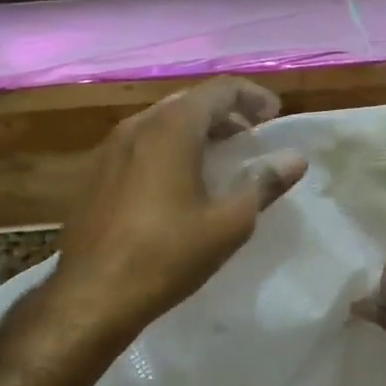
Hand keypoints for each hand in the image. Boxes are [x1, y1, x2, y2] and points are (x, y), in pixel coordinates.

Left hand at [52, 78, 306, 335]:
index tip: (274, 117)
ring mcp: (110, 149)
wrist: (91, 295)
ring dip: (196, 133)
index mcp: (171, 128)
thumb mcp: (228, 223)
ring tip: (219, 161)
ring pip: (162, 124)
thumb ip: (263, 183)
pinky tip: (179, 184)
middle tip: (250, 139)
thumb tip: (294, 159)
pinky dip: (169, 150)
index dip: (253, 97)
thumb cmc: (166, 255)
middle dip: (225, 115)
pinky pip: (141, 146)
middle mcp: (137, 126)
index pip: (220, 90)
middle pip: (189, 102)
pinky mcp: (95, 174)